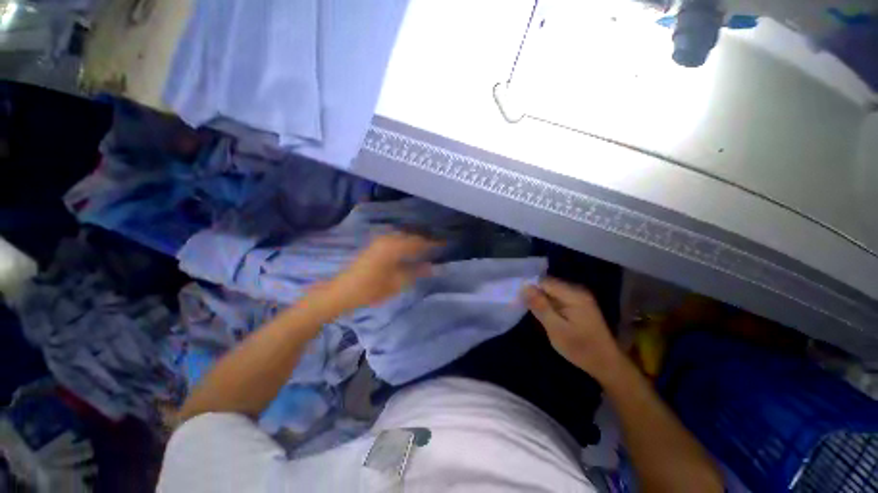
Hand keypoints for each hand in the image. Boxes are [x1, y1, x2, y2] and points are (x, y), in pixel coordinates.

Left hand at [326, 233, 438, 310]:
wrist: (342, 291)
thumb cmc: (371, 289)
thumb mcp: (397, 283)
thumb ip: (416, 272)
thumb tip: (433, 267)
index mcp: (394, 247)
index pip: (419, 242)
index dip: (433, 243)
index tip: (445, 244)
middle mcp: (387, 239)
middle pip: (411, 236)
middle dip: (424, 241)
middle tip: (437, 247)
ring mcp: (379, 241)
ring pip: (403, 237)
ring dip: (414, 241)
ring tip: (425, 249)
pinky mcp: (374, 246)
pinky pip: (395, 239)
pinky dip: (405, 243)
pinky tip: (408, 251)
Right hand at [522, 278, 623, 382]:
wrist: (607, 364)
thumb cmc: (580, 348)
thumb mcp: (556, 329)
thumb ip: (540, 306)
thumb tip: (524, 287)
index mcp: (574, 295)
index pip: (545, 282)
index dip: (530, 289)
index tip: (519, 300)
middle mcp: (577, 291)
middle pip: (549, 285)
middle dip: (536, 295)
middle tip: (525, 308)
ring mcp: (580, 298)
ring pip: (552, 292)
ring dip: (542, 300)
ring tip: (534, 313)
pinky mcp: (579, 305)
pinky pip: (558, 299)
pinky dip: (549, 305)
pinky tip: (545, 315)